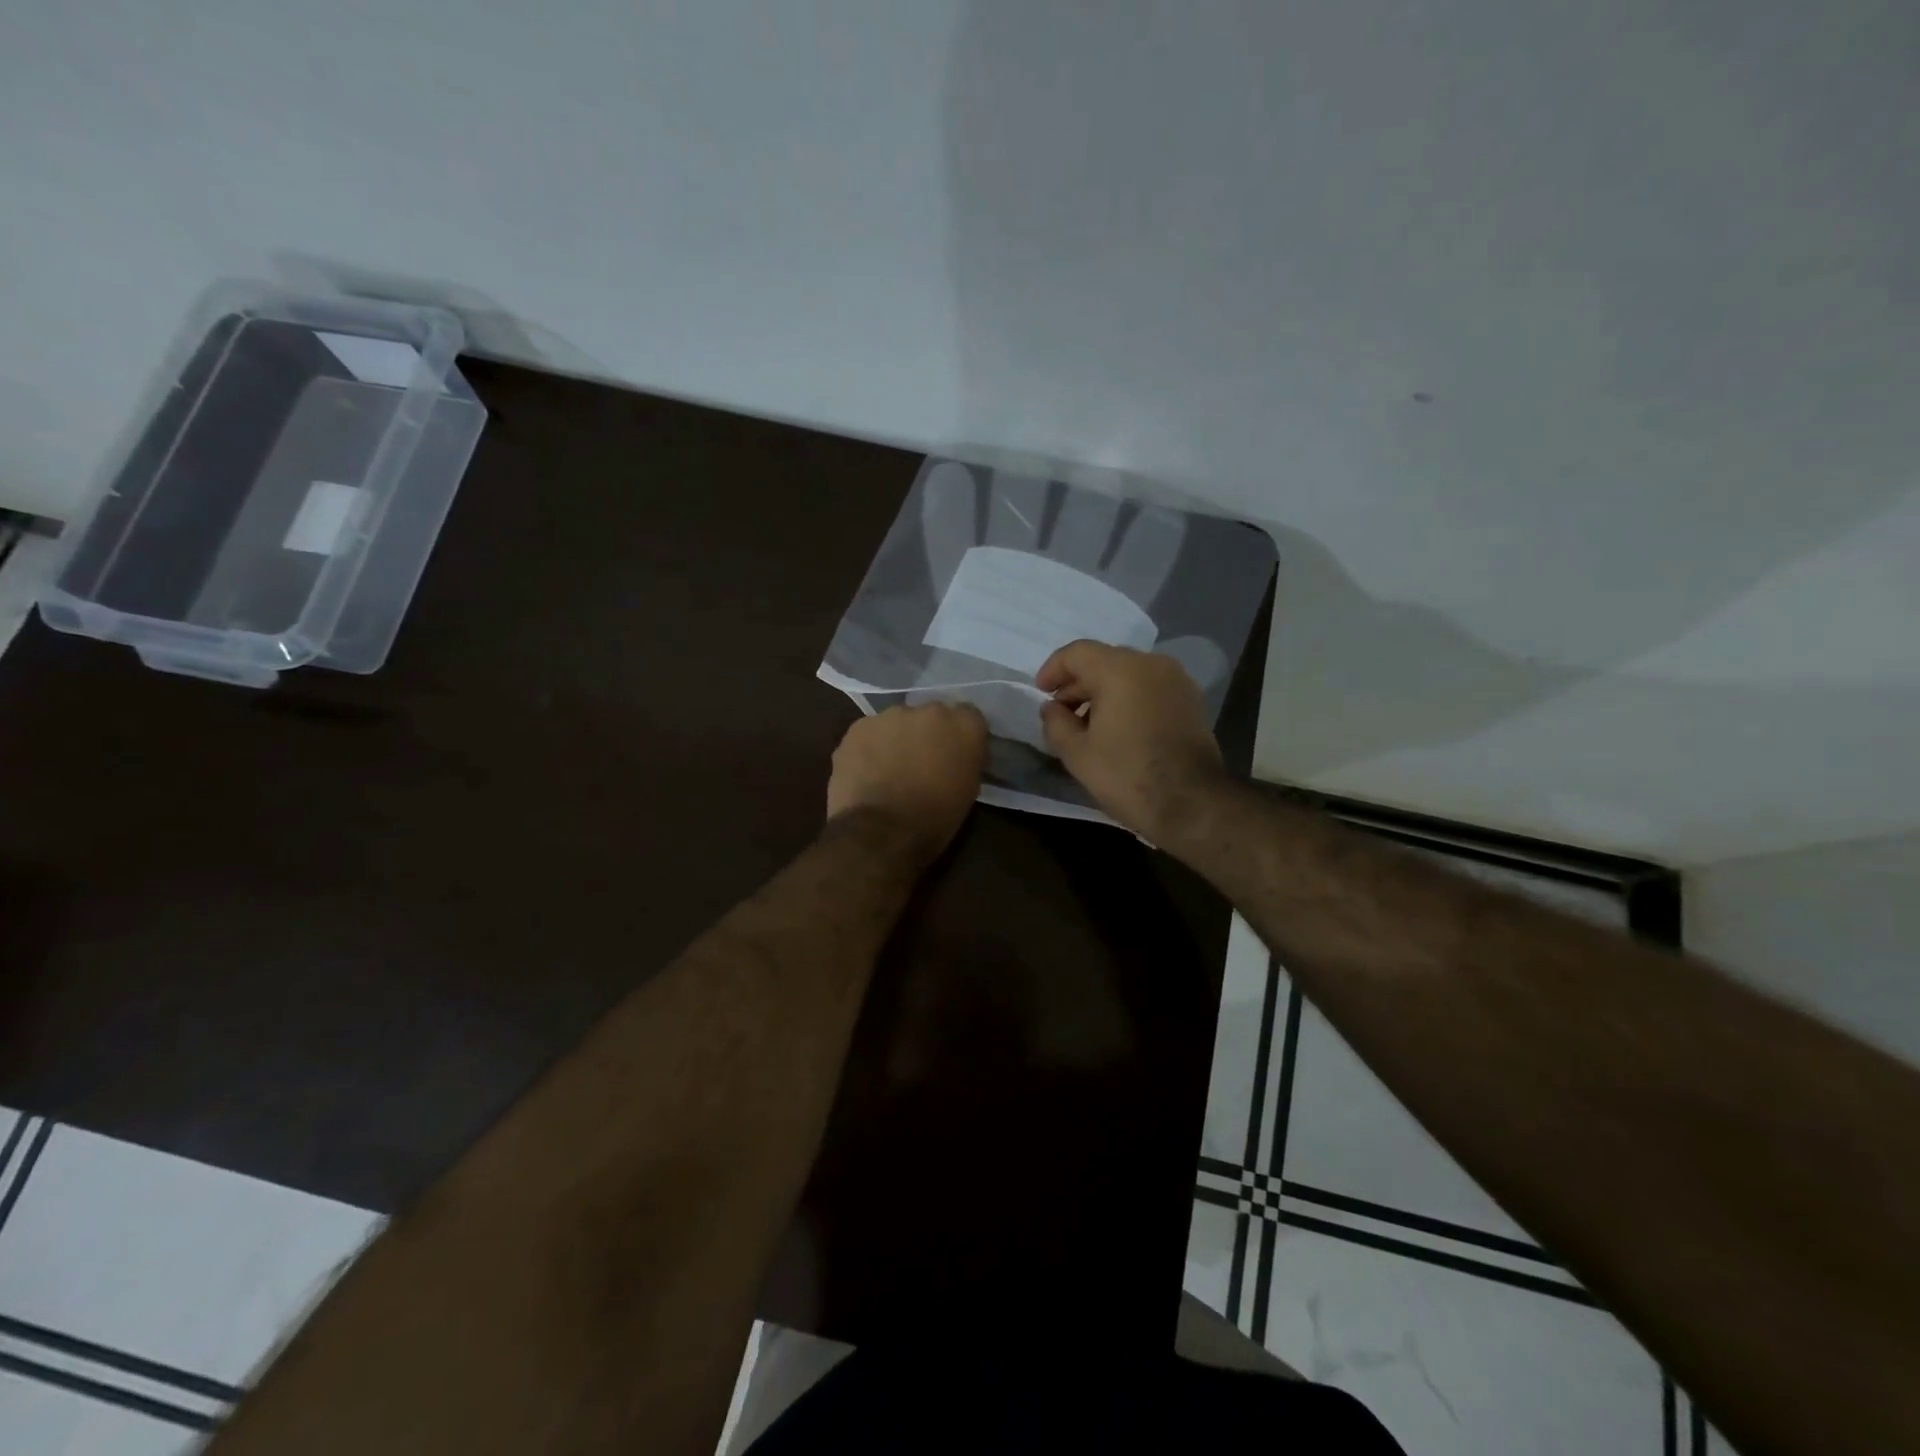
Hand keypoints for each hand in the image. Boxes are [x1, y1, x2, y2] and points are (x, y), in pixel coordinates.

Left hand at [826, 703, 988, 859]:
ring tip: (889, 770)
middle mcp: (930, 710)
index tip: (954, 754)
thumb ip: (965, 760)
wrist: (881, 833)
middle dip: (927, 734)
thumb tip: (957, 755)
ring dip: (897, 739)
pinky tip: (867, 772)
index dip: (960, 735)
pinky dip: (870, 748)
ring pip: (897, 722)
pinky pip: (869, 733)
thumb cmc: (934, 820)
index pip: (969, 716)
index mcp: (964, 726)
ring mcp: (890, 715)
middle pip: (931, 715)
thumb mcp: (967, 790)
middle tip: (921, 762)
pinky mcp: (858, 727)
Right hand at [1037, 641, 1227, 840]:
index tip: (1041, 693)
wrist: (1192, 803)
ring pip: (1129, 674)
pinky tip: (1118, 729)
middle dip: (1078, 683)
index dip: (1053, 669)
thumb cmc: (1127, 775)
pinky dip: (1129, 699)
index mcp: (1120, 669)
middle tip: (1061, 712)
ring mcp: (1177, 680)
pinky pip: (1150, 688)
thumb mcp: (1077, 753)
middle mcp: (1151, 664)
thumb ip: (1056, 723)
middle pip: (1104, 660)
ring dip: (1104, 692)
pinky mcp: (1192, 701)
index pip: (1077, 653)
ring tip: (1088, 724)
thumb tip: (1052, 708)